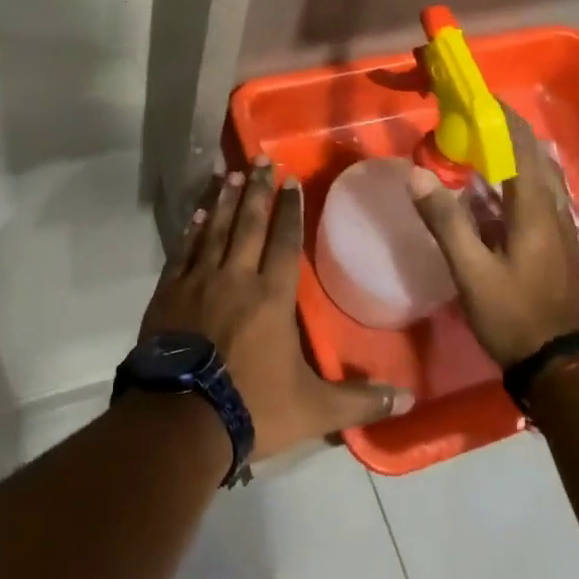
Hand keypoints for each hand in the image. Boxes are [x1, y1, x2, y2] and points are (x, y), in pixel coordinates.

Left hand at [139, 159, 413, 460]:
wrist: (181, 420)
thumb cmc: (252, 408)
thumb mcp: (314, 410)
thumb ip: (360, 399)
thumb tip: (410, 399)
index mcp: (272, 297)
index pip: (284, 241)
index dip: (290, 209)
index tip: (291, 180)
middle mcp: (236, 277)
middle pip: (249, 224)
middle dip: (257, 189)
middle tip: (261, 159)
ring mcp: (198, 281)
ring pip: (215, 229)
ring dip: (224, 200)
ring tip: (229, 173)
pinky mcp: (169, 292)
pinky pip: (183, 250)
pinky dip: (192, 229)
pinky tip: (198, 213)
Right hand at [408, 103, 578, 365]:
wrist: (558, 366)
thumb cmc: (513, 315)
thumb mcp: (471, 272)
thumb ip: (445, 221)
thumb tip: (417, 173)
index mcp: (535, 211)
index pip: (522, 147)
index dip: (502, 118)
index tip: (478, 97)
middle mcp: (553, 212)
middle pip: (536, 156)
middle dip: (509, 131)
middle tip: (474, 119)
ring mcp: (560, 229)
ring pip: (542, 175)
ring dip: (516, 153)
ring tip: (483, 145)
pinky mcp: (556, 244)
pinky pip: (540, 194)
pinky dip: (520, 176)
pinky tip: (497, 189)